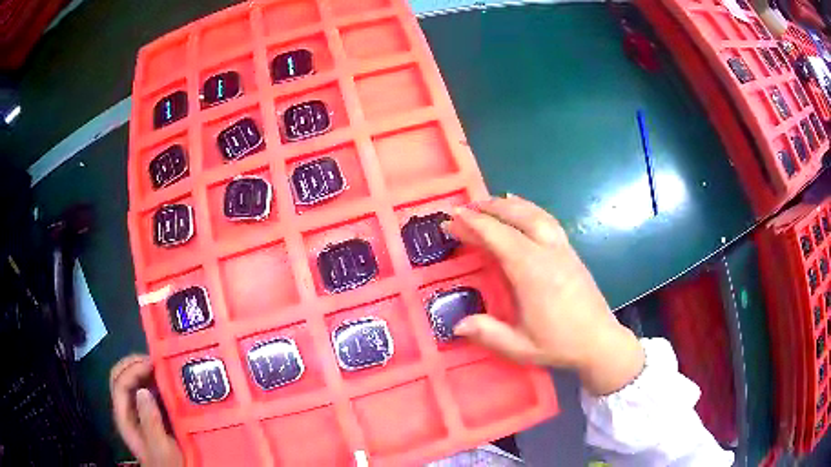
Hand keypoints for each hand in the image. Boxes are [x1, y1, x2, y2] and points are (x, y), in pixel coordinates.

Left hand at [110, 354, 182, 465]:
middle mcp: (126, 411)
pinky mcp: (147, 415)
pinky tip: (165, 383)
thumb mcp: (161, 447)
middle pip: (120, 377)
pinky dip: (151, 381)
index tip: (153, 364)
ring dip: (143, 371)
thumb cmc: (167, 464)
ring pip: (131, 382)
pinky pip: (144, 391)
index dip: (133, 369)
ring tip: (161, 368)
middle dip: (134, 364)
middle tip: (155, 360)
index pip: (120, 384)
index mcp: (124, 418)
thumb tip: (143, 391)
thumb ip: (150, 422)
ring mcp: (135, 412)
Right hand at [445, 195, 644, 395]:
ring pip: (535, 214)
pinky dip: (530, 209)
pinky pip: (548, 220)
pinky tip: (523, 209)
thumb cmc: (560, 344)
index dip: (474, 224)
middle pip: (517, 217)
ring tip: (489, 202)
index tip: (452, 217)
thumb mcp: (520, 347)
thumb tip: (456, 325)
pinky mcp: (571, 251)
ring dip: (509, 204)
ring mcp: (562, 249)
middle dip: (488, 208)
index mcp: (532, 273)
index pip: (499, 237)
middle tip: (465, 208)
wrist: (600, 341)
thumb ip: (488, 334)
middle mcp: (547, 252)